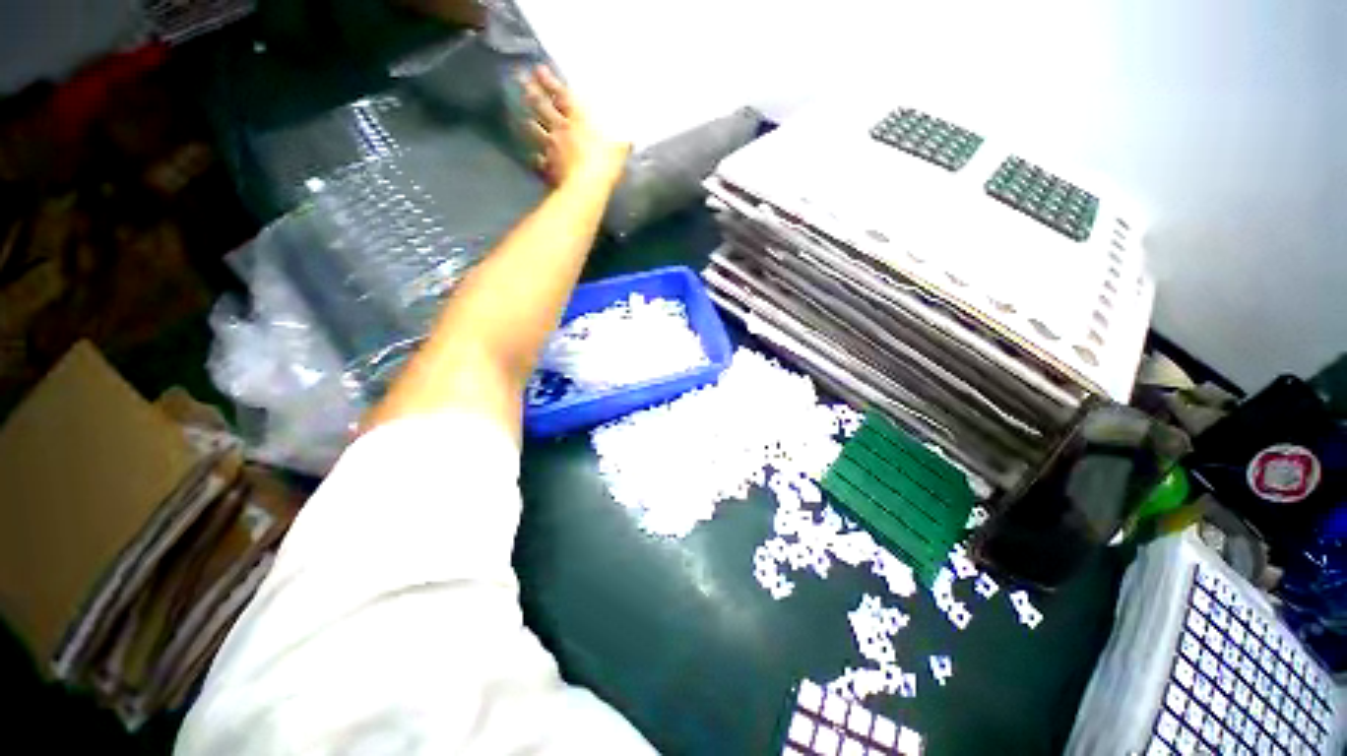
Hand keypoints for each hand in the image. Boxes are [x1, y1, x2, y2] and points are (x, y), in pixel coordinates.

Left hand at [520, 66, 629, 184]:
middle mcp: (560, 128)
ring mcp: (551, 148)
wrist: (588, 186)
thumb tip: (629, 141)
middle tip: (521, 83)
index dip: (549, 81)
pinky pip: (537, 161)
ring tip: (522, 118)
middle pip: (541, 107)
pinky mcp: (548, 167)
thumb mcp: (619, 149)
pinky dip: (535, 159)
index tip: (538, 70)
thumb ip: (622, 143)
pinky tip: (533, 158)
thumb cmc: (606, 162)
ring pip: (534, 131)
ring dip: (528, 123)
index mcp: (578, 119)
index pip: (562, 94)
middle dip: (531, 93)